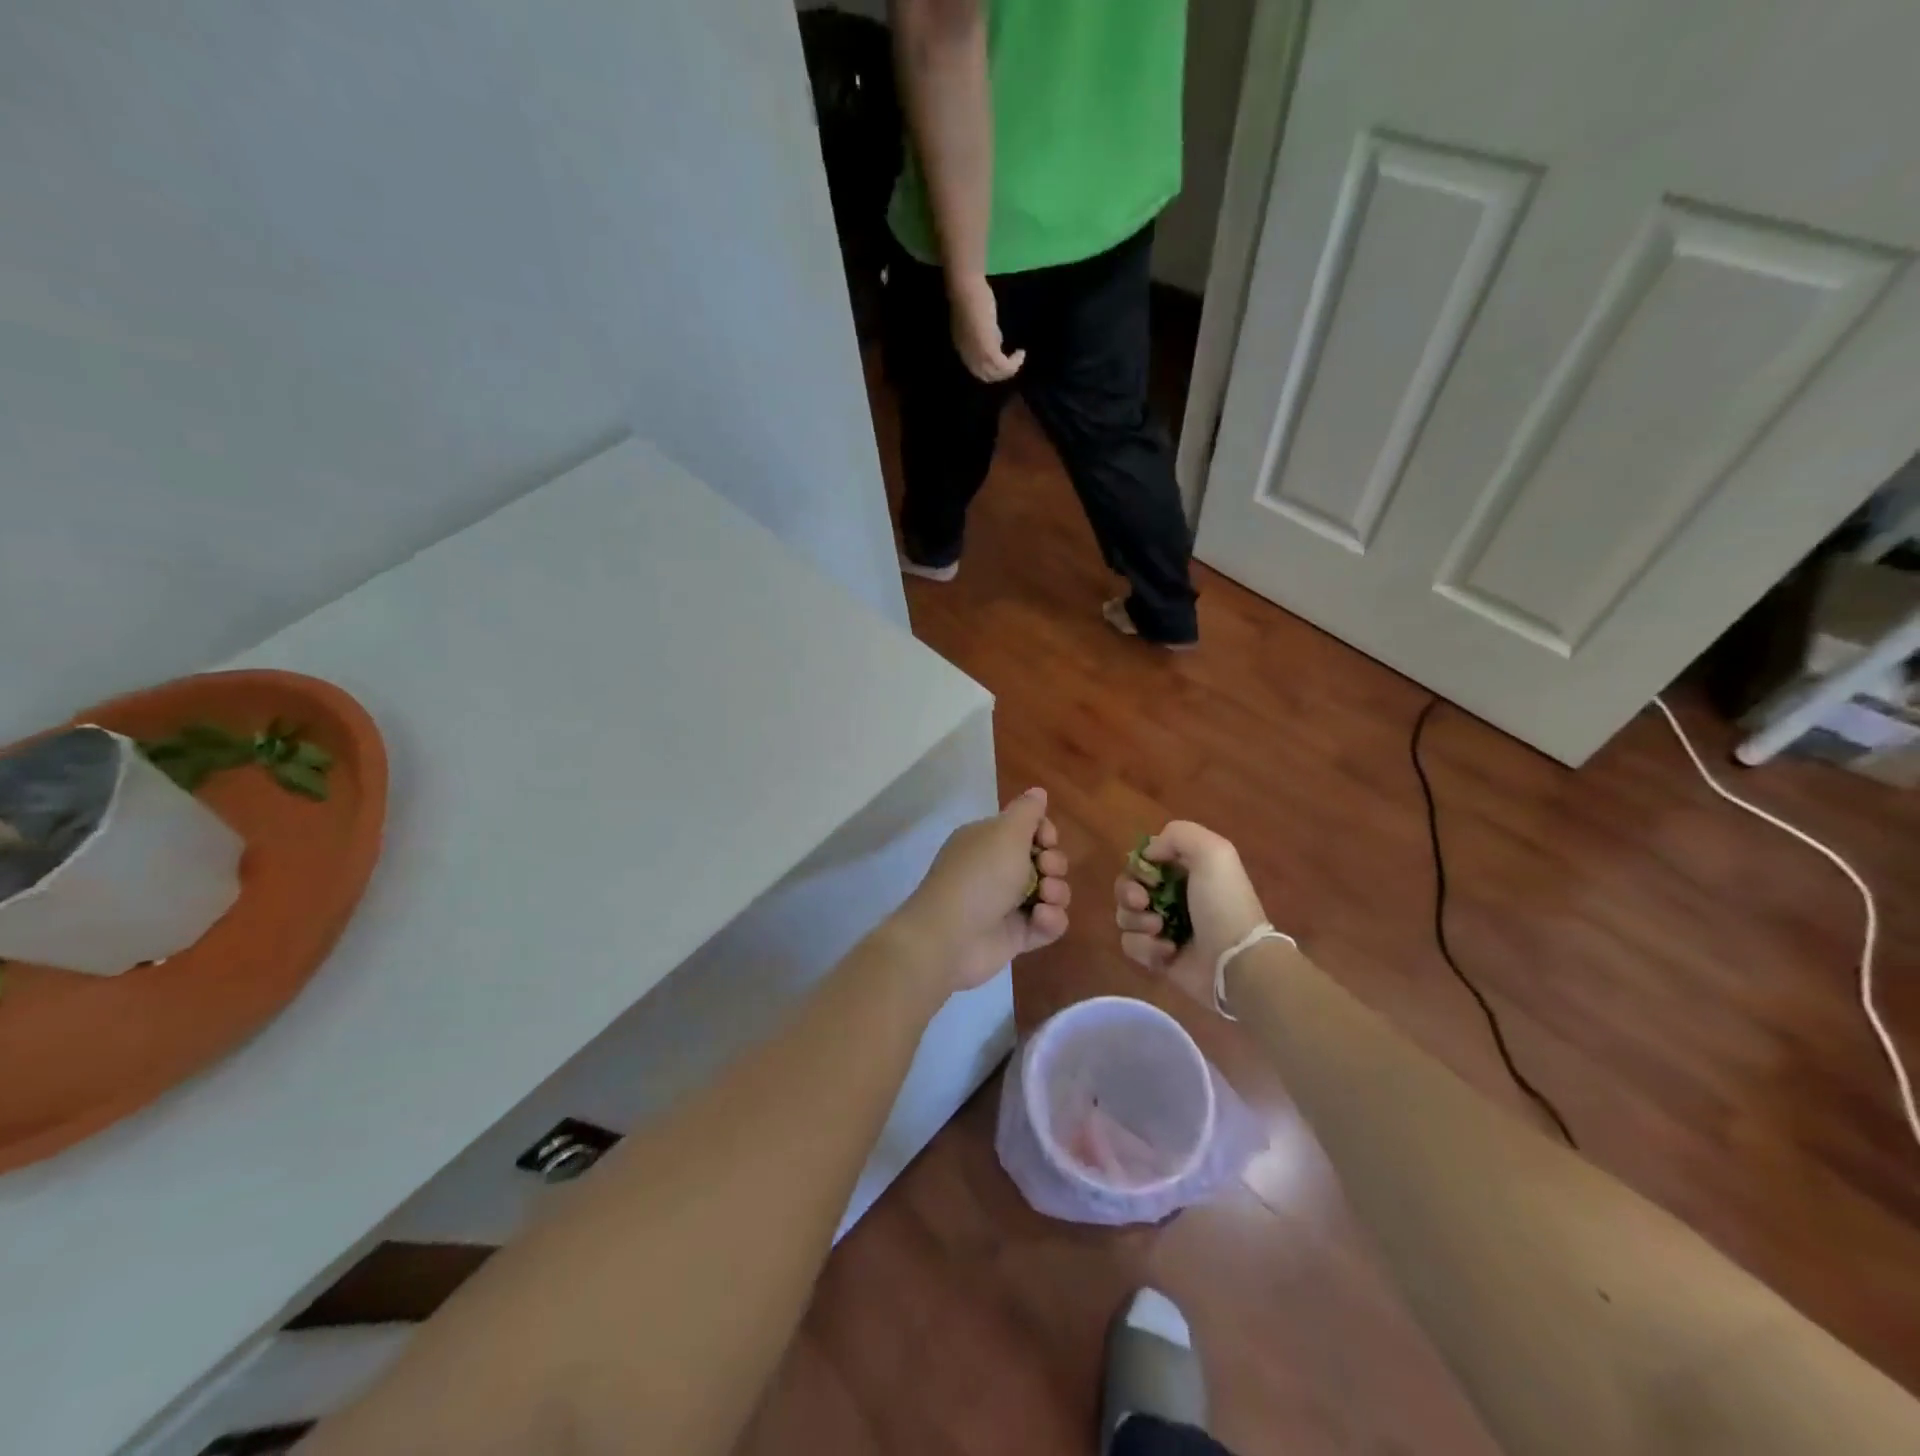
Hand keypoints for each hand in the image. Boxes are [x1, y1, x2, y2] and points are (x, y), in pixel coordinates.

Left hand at [902, 787, 1068, 992]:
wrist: (951, 936)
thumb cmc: (980, 875)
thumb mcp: (1005, 832)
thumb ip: (1027, 811)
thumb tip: (1038, 791)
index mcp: (989, 841)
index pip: (1029, 829)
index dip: (1045, 833)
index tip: (1046, 839)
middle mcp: (997, 869)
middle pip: (1045, 861)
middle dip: (1054, 863)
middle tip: (1044, 869)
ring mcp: (1007, 905)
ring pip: (1051, 892)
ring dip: (1057, 892)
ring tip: (1045, 898)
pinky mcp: (1016, 936)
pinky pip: (1047, 924)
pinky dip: (1050, 921)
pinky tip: (1040, 919)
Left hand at [947, 273, 1024, 381]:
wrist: (966, 288)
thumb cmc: (970, 297)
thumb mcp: (978, 322)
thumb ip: (986, 334)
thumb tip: (997, 342)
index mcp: (963, 350)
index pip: (977, 369)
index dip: (991, 367)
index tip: (1003, 357)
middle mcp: (968, 357)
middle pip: (986, 376)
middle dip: (1001, 373)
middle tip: (1014, 363)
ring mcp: (977, 356)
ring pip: (995, 374)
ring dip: (1010, 369)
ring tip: (1019, 358)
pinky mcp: (989, 352)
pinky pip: (1004, 366)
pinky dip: (1014, 363)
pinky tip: (1021, 353)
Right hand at [1114, 821, 1267, 1002]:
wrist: (1237, 962)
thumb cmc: (1224, 905)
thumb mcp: (1213, 852)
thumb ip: (1178, 834)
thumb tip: (1148, 855)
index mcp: (1185, 872)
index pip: (1144, 862)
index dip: (1139, 867)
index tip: (1148, 876)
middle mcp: (1171, 897)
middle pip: (1126, 887)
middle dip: (1128, 893)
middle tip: (1142, 902)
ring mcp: (1162, 929)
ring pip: (1125, 916)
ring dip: (1137, 921)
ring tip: (1161, 930)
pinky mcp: (1156, 957)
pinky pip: (1131, 945)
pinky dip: (1145, 948)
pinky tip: (1168, 951)